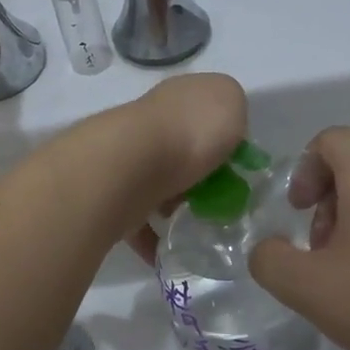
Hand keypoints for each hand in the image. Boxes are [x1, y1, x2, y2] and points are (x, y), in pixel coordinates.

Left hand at [118, 74, 248, 263]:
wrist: (132, 165)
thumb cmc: (191, 131)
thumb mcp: (231, 102)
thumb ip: (232, 112)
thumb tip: (223, 130)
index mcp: (179, 96)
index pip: (204, 110)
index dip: (223, 136)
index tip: (236, 166)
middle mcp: (150, 122)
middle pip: (181, 149)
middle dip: (198, 176)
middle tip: (219, 202)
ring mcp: (128, 158)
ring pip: (159, 183)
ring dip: (174, 206)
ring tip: (196, 228)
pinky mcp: (113, 194)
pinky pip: (137, 219)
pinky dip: (151, 238)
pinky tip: (168, 253)